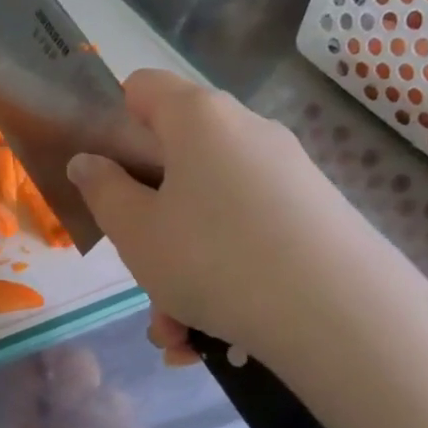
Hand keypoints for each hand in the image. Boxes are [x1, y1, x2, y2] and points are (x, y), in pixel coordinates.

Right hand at [67, 71, 427, 381]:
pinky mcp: (313, 216)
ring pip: (208, 214)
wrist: (339, 314)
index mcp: (198, 120)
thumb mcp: (135, 230)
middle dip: (148, 222)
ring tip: (175, 331)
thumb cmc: (211, 258)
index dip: (113, 121)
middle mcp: (246, 133)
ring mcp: (286, 175)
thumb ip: (102, 190)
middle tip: (138, 270)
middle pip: (176, 162)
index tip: (102, 173)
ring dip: (180, 270)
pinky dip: (220, 280)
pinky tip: (209, 339)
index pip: (143, 88)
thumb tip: (88, 162)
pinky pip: (245, 238)